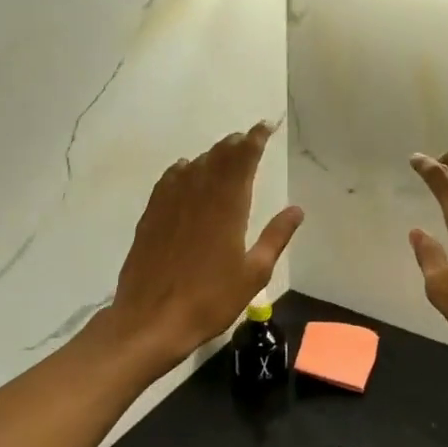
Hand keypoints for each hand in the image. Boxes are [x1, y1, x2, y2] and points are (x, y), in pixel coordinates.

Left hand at [108, 122, 302, 368]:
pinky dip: (181, 169)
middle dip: (236, 144)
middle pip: (219, 156)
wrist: (151, 320)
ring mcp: (171, 202)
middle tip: (248, 139)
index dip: (255, 139)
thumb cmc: (210, 299)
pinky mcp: (151, 215)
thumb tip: (296, 209)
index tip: (265, 126)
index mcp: (228, 205)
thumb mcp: (254, 273)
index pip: (244, 159)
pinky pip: (168, 180)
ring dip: (212, 154)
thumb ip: (276, 236)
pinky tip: (184, 170)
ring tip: (223, 154)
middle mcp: (199, 194)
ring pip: (194, 164)